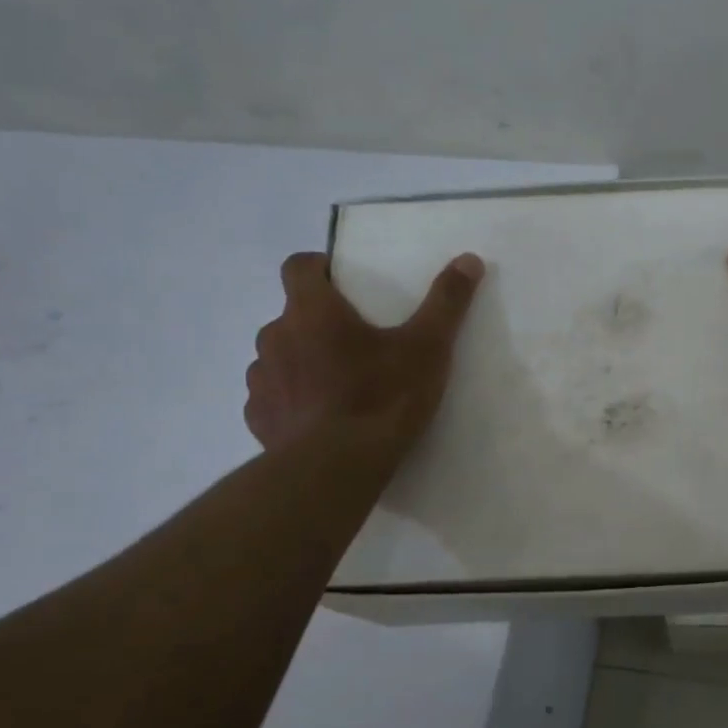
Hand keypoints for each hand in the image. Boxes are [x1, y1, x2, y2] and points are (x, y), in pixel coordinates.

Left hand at [245, 250, 484, 454]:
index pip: (298, 266)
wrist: (336, 468)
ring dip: (302, 362)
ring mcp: (262, 379)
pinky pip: (273, 398)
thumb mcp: (427, 348)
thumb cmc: (382, 398)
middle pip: (292, 315)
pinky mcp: (258, 418)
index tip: (343, 284)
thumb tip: (468, 259)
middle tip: (357, 346)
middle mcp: (276, 336)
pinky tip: (319, 420)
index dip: (318, 269)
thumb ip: (446, 302)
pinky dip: (292, 401)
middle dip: (318, 323)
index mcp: (312, 311)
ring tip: (338, 386)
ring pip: (280, 356)